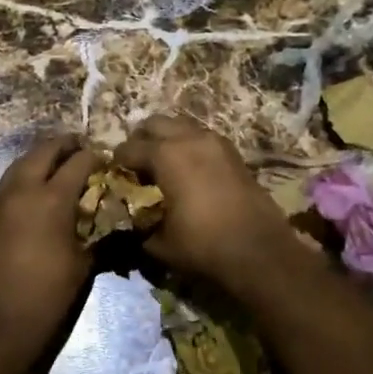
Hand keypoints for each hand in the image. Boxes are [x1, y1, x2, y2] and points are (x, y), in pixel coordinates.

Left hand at [0, 133, 100, 365]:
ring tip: (61, 164)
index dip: (96, 157)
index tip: (108, 159)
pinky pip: (11, 180)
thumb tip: (111, 221)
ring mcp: (2, 199)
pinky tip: (39, 188)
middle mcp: (24, 189)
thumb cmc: (46, 296)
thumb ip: (97, 234)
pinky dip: (27, 173)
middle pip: (45, 150)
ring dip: (43, 156)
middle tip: (83, 149)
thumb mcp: (82, 265)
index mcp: (52, 198)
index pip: (79, 162)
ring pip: (23, 161)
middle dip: (66, 145)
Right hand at [113, 114, 299, 288]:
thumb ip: (140, 226)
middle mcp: (188, 138)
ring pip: (181, 125)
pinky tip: (189, 168)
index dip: (117, 161)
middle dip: (141, 138)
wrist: (259, 250)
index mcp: (165, 155)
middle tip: (136, 162)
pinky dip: (190, 145)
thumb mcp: (160, 242)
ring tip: (163, 163)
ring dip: (168, 138)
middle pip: (155, 123)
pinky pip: (202, 137)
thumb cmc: (203, 245)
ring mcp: (214, 142)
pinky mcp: (233, 152)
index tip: (113, 173)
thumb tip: (132, 223)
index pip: (129, 148)